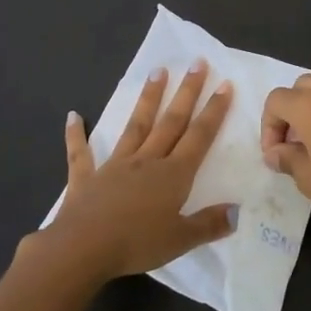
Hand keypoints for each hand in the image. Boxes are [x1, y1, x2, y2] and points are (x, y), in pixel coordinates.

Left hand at [34, 61, 236, 283]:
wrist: (82, 248)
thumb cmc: (136, 244)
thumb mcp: (181, 240)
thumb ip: (209, 224)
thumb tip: (238, 211)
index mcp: (173, 175)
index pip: (199, 136)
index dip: (213, 111)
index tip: (224, 84)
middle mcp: (147, 161)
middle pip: (171, 121)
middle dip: (187, 92)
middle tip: (196, 62)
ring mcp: (115, 166)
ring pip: (136, 126)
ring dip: (148, 99)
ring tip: (157, 72)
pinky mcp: (86, 178)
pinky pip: (81, 153)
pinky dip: (76, 135)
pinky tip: (73, 116)